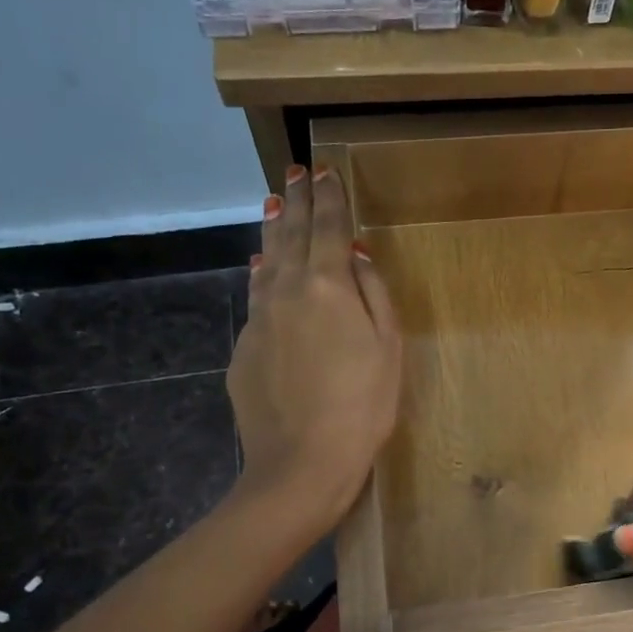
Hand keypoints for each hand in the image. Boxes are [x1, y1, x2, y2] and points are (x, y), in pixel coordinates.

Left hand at [227, 166, 400, 529]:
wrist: (302, 462)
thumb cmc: (363, 405)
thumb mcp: (387, 347)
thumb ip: (373, 293)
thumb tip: (356, 253)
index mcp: (328, 286)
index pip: (329, 228)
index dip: (328, 197)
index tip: (324, 169)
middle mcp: (287, 291)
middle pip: (291, 235)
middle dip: (296, 200)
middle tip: (293, 171)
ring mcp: (259, 318)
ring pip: (265, 261)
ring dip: (273, 231)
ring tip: (273, 205)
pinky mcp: (244, 347)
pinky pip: (256, 296)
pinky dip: (262, 274)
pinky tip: (261, 268)